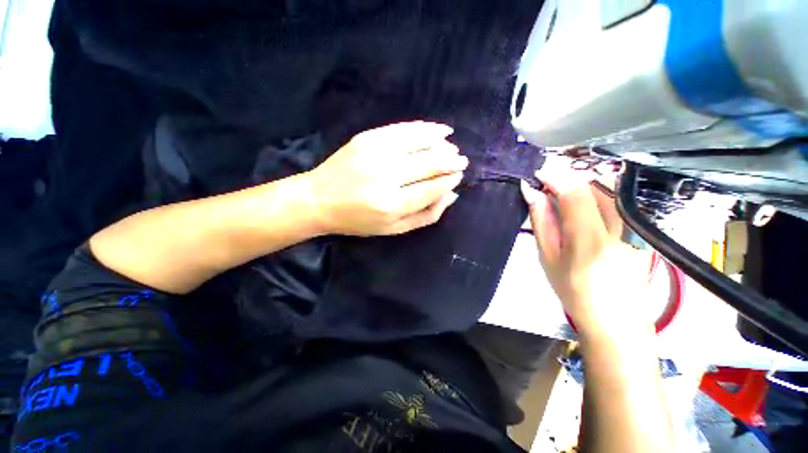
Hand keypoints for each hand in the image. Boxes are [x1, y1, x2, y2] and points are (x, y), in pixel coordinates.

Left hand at [306, 121, 467, 235]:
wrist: (318, 200)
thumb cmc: (358, 220)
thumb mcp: (392, 229)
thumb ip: (425, 216)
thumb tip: (451, 195)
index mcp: (391, 205)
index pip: (430, 189)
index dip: (448, 180)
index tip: (459, 176)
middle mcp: (384, 177)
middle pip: (428, 164)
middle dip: (450, 161)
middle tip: (461, 160)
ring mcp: (374, 153)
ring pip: (419, 143)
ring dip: (441, 143)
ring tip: (452, 146)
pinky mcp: (367, 138)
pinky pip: (403, 129)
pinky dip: (424, 128)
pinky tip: (439, 130)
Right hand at [521, 157, 651, 338]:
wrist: (615, 319)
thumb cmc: (573, 291)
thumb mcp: (548, 258)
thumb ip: (542, 222)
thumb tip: (532, 192)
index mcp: (590, 242)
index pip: (576, 194)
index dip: (556, 177)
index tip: (539, 174)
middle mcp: (621, 231)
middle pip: (598, 185)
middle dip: (571, 179)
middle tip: (550, 189)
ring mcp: (638, 230)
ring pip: (611, 189)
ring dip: (585, 186)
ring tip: (566, 198)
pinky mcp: (645, 231)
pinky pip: (620, 201)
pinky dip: (599, 196)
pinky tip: (586, 209)